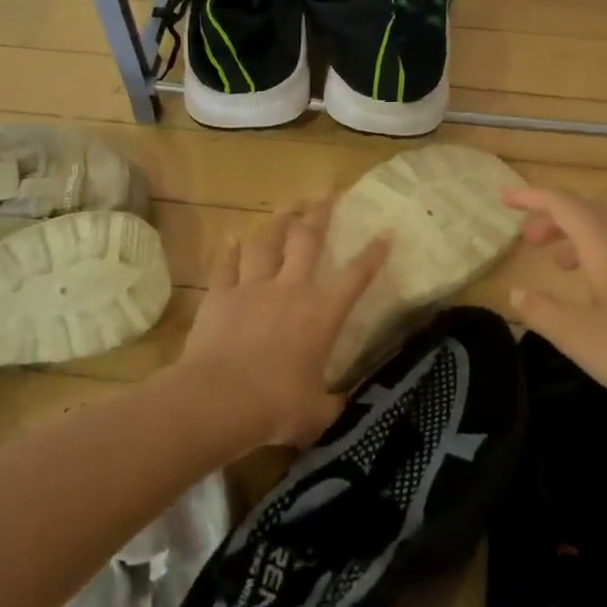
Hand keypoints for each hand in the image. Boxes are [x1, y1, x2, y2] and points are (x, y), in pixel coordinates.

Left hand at [169, 202, 390, 449]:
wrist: (220, 399)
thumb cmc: (277, 407)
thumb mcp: (318, 413)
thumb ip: (333, 405)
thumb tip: (344, 407)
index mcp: (322, 314)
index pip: (356, 276)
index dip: (373, 254)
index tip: (386, 231)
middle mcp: (291, 289)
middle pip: (307, 240)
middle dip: (319, 214)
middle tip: (326, 193)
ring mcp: (253, 288)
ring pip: (267, 243)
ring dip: (277, 223)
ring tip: (285, 206)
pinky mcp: (221, 295)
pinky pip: (226, 266)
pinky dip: (229, 251)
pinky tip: (230, 236)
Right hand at [504, 185, 606, 415]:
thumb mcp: (578, 336)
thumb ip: (542, 311)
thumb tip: (516, 293)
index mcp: (604, 245)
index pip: (562, 204)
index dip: (531, 197)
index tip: (503, 199)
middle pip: (585, 211)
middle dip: (551, 216)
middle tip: (525, 240)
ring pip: (603, 230)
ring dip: (573, 235)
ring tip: (552, 261)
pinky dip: (592, 254)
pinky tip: (588, 286)